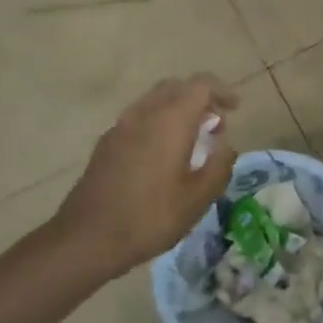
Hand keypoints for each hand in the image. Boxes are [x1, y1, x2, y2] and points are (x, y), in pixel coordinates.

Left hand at [54, 75, 238, 278]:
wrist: (87, 238)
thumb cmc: (150, 217)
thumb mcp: (198, 198)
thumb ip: (219, 165)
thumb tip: (225, 144)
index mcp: (171, 120)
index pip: (201, 85)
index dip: (222, 91)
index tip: (235, 109)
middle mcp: (145, 113)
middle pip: (177, 87)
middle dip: (200, 98)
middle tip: (214, 124)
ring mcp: (121, 126)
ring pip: (155, 100)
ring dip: (177, 110)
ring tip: (191, 140)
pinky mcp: (107, 142)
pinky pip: (139, 118)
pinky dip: (158, 122)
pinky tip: (162, 155)